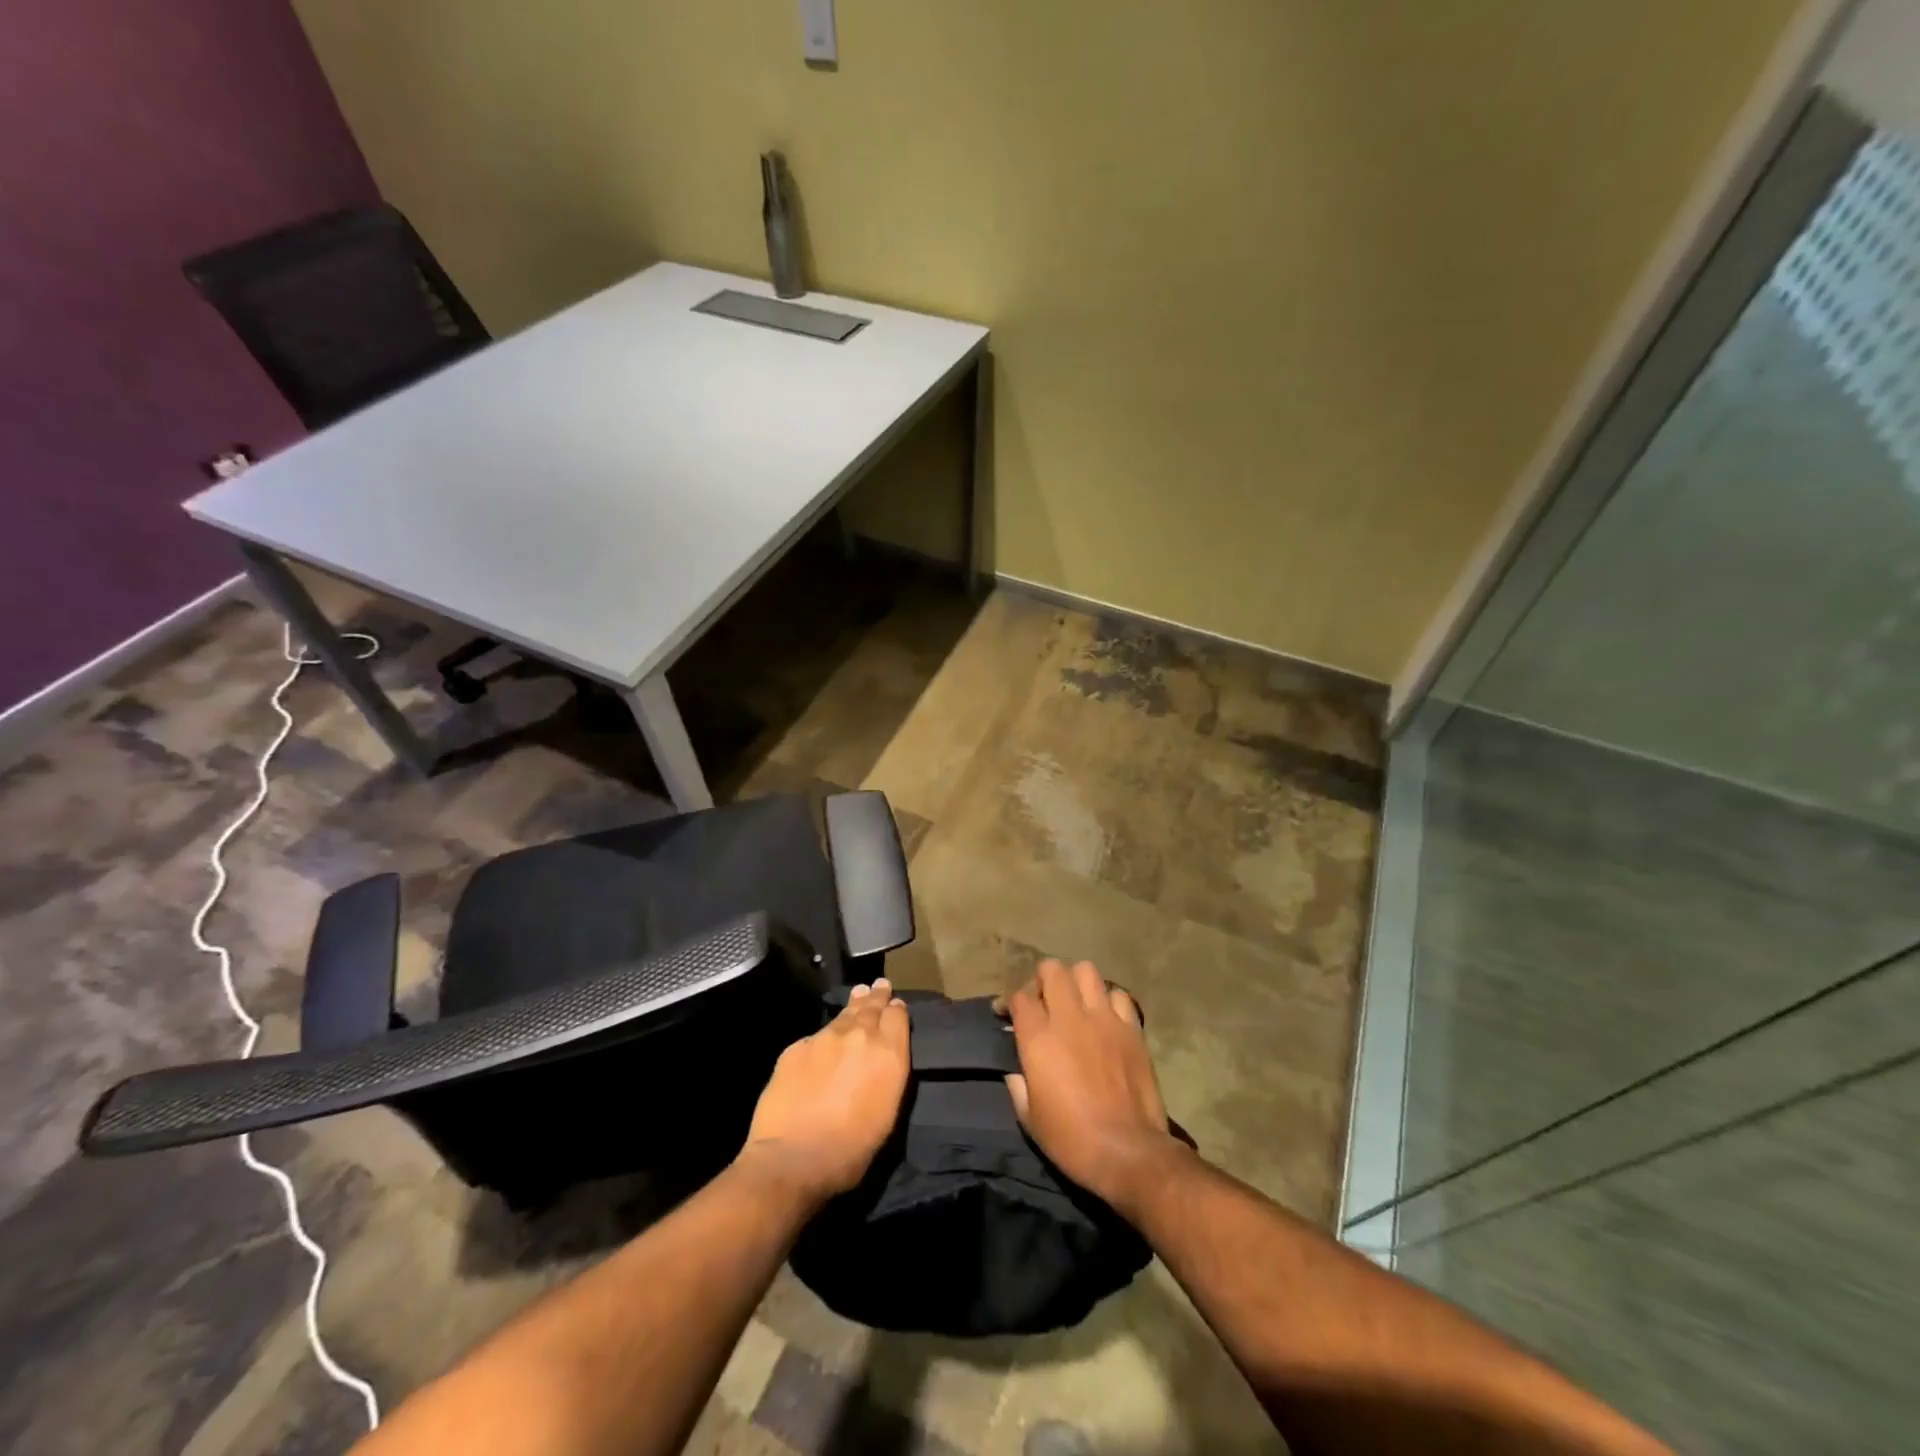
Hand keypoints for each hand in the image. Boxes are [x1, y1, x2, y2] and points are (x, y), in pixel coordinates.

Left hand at [738, 978, 910, 1205]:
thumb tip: (884, 1056)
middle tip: (879, 985)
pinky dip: (823, 1038)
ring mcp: (825, 1038)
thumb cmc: (851, 1149)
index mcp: (888, 1054)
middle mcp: (860, 1036)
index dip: (896, 1009)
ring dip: (853, 1006)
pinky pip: (815, 1037)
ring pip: (843, 1015)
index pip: (897, 1016)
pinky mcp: (796, 1047)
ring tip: (858, 995)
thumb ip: (888, 1075)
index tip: (895, 1005)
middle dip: (876, 996)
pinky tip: (822, 1044)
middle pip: (871, 1006)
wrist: (793, 1158)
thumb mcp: (887, 1114)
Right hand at [1000, 960, 1185, 1214]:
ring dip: (1075, 982)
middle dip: (1042, 979)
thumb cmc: (1071, 1140)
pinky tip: (1105, 1018)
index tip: (1006, 1013)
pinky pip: (1119, 996)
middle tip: (1042, 1000)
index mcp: (1039, 1038)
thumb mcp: (1029, 1118)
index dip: (1010, 1001)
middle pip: (1052, 970)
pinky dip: (1108, 1000)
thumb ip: (1018, 1084)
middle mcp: (1069, 1018)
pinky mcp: (1132, 1028)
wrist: (1127, 1152)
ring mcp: (1104, 1019)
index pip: (1020, 997)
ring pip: (1086, 971)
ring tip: (1074, 1002)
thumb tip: (1016, 1070)